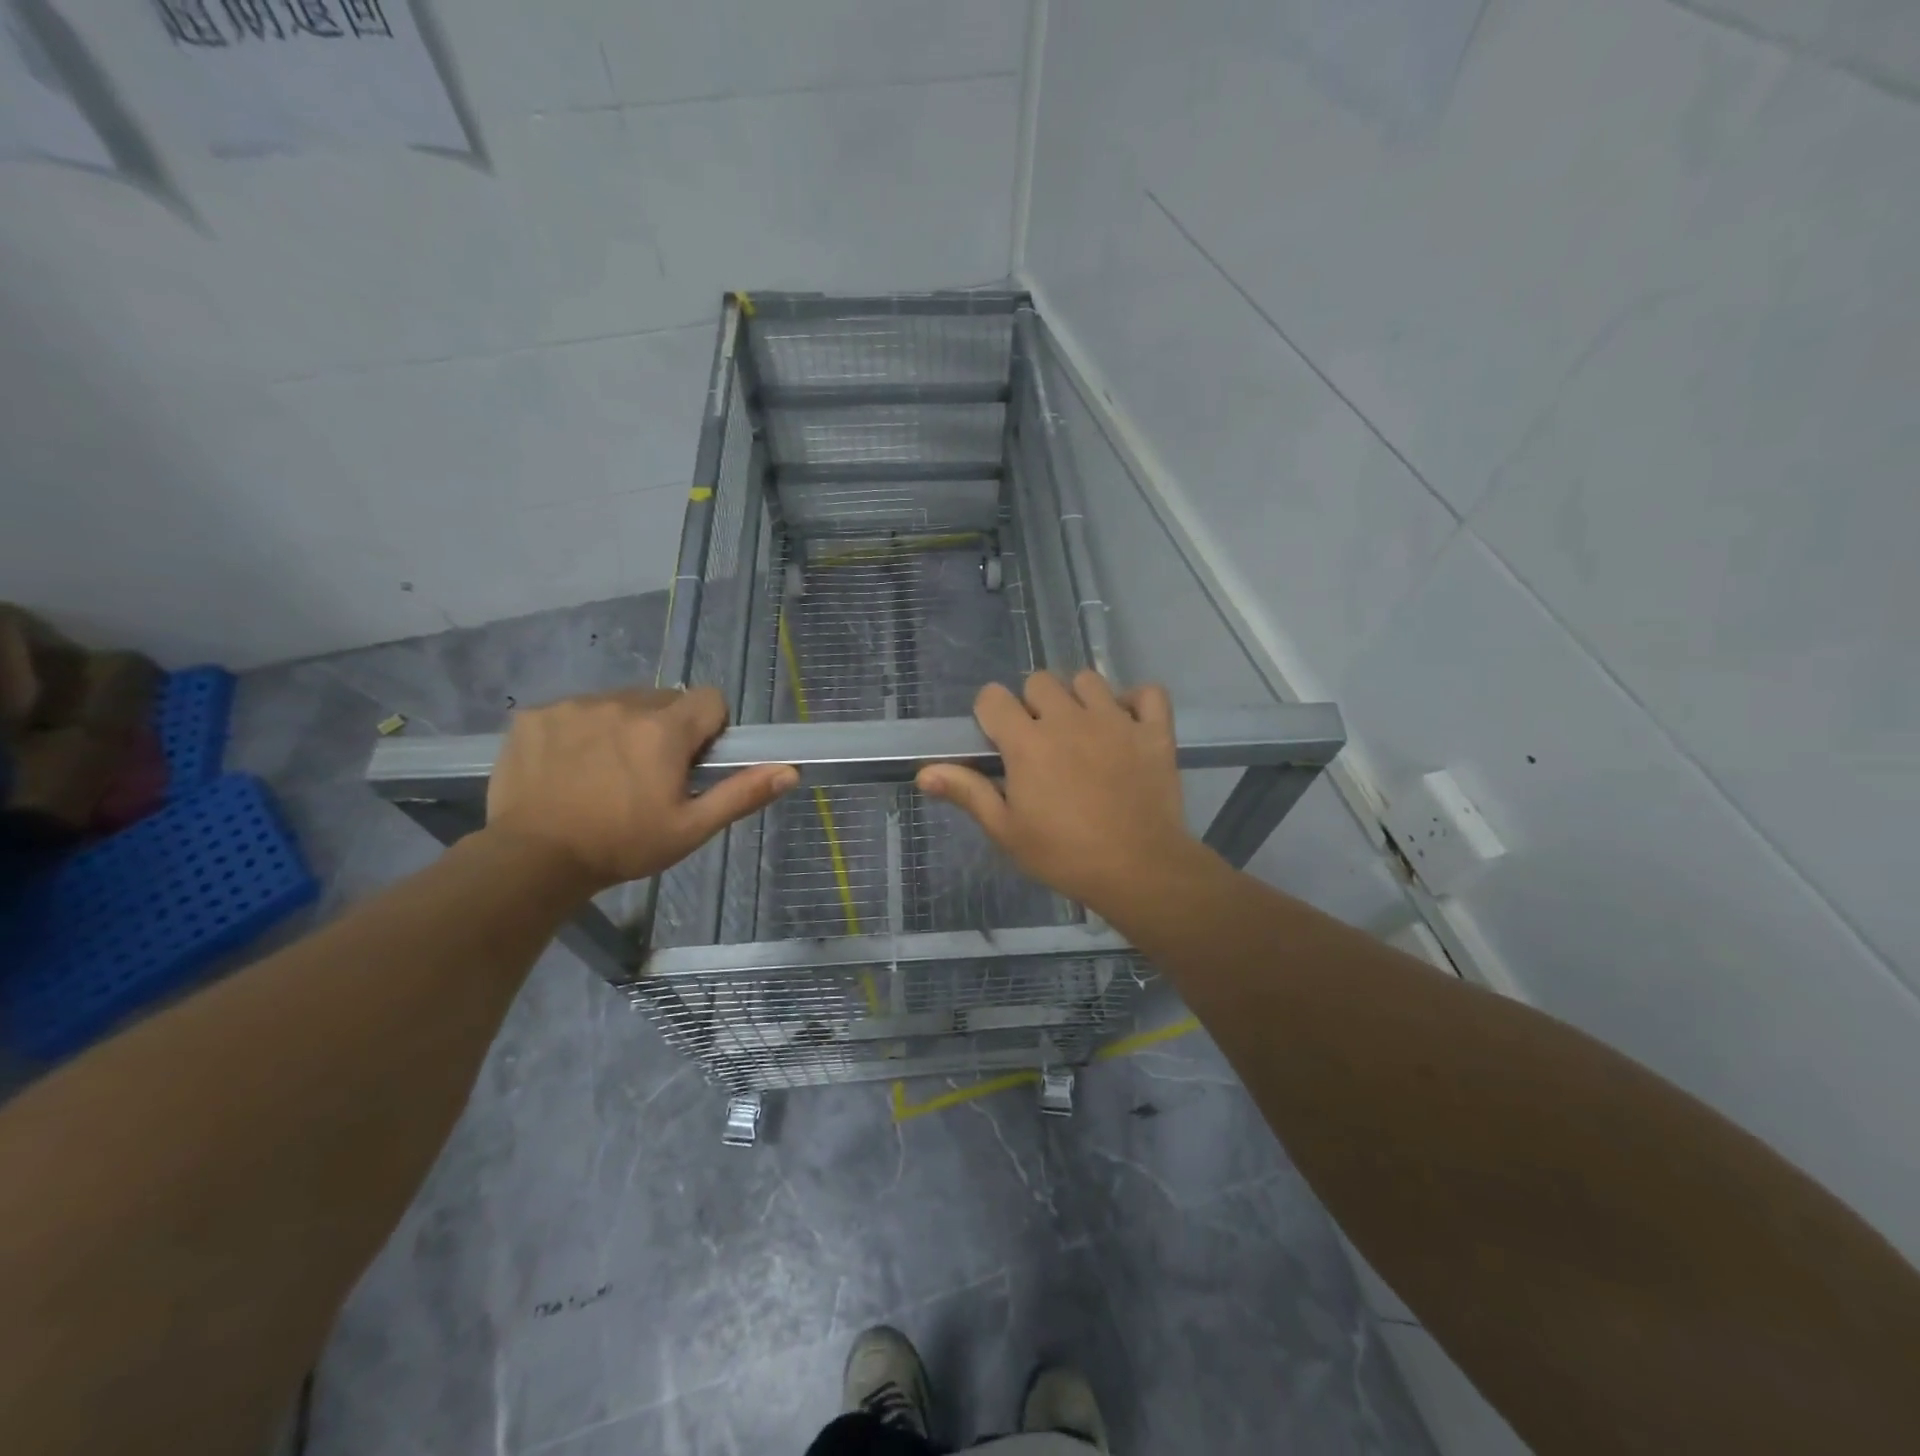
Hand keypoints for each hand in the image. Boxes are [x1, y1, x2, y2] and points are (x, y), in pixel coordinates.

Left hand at [485, 687, 796, 893]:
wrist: (531, 860)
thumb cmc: (622, 845)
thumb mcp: (691, 829)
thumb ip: (741, 794)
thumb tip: (790, 771)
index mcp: (665, 730)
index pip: (709, 699)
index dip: (710, 728)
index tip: (693, 761)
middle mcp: (622, 704)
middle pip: (663, 700)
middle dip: (666, 729)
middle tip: (649, 775)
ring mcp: (574, 706)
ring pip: (618, 703)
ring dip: (623, 727)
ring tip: (604, 773)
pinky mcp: (535, 715)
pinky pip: (574, 710)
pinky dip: (579, 731)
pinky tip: (567, 768)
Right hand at [916, 670, 1201, 913]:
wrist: (1139, 869)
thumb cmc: (1064, 854)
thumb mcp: (1006, 831)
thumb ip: (968, 792)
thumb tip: (924, 772)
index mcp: (1027, 742)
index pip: (993, 697)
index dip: (990, 715)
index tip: (999, 742)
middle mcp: (1068, 719)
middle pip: (1039, 681)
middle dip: (1033, 704)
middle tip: (1040, 742)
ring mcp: (1115, 721)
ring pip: (1088, 680)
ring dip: (1079, 698)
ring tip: (1082, 732)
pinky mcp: (1153, 731)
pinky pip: (1149, 693)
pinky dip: (1137, 702)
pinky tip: (1128, 724)